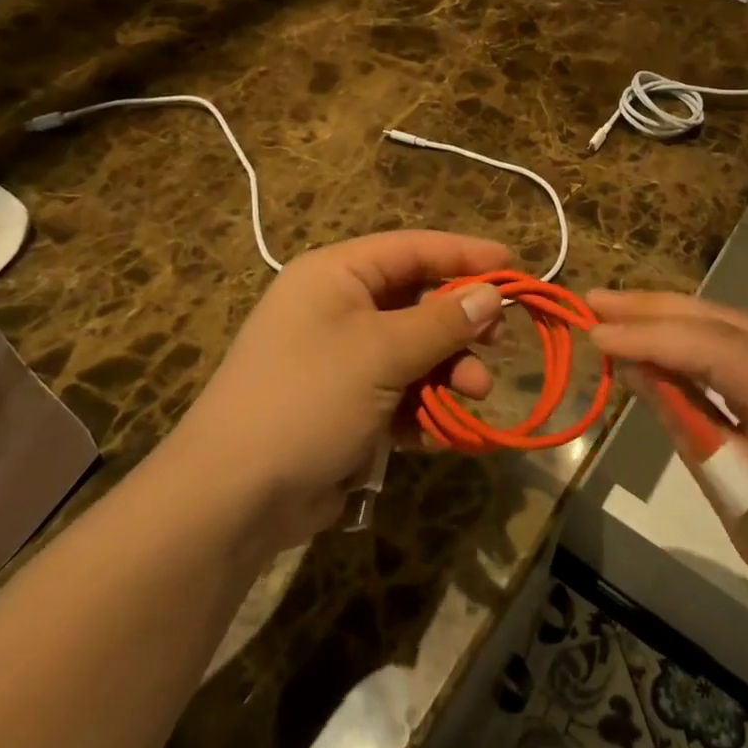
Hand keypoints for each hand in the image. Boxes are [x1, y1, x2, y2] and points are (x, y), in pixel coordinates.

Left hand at [173, 231, 508, 544]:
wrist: (232, 498)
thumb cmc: (307, 399)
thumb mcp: (381, 353)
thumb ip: (442, 322)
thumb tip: (492, 293)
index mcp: (336, 275)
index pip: (412, 249)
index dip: (464, 254)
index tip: (515, 265)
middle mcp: (338, 308)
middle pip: (417, 301)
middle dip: (460, 324)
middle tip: (498, 340)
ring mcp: (342, 360)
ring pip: (415, 352)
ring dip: (449, 371)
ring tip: (475, 393)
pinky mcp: (347, 407)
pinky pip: (400, 394)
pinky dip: (425, 408)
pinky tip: (445, 430)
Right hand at [587, 290, 747, 634]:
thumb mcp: (735, 489)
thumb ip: (683, 419)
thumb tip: (632, 368)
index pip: (708, 346)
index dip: (646, 336)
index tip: (592, 333)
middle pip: (718, 320)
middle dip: (651, 310)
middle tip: (593, 301)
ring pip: (728, 323)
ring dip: (669, 319)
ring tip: (613, 313)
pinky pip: (742, 343)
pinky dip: (695, 340)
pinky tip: (660, 338)